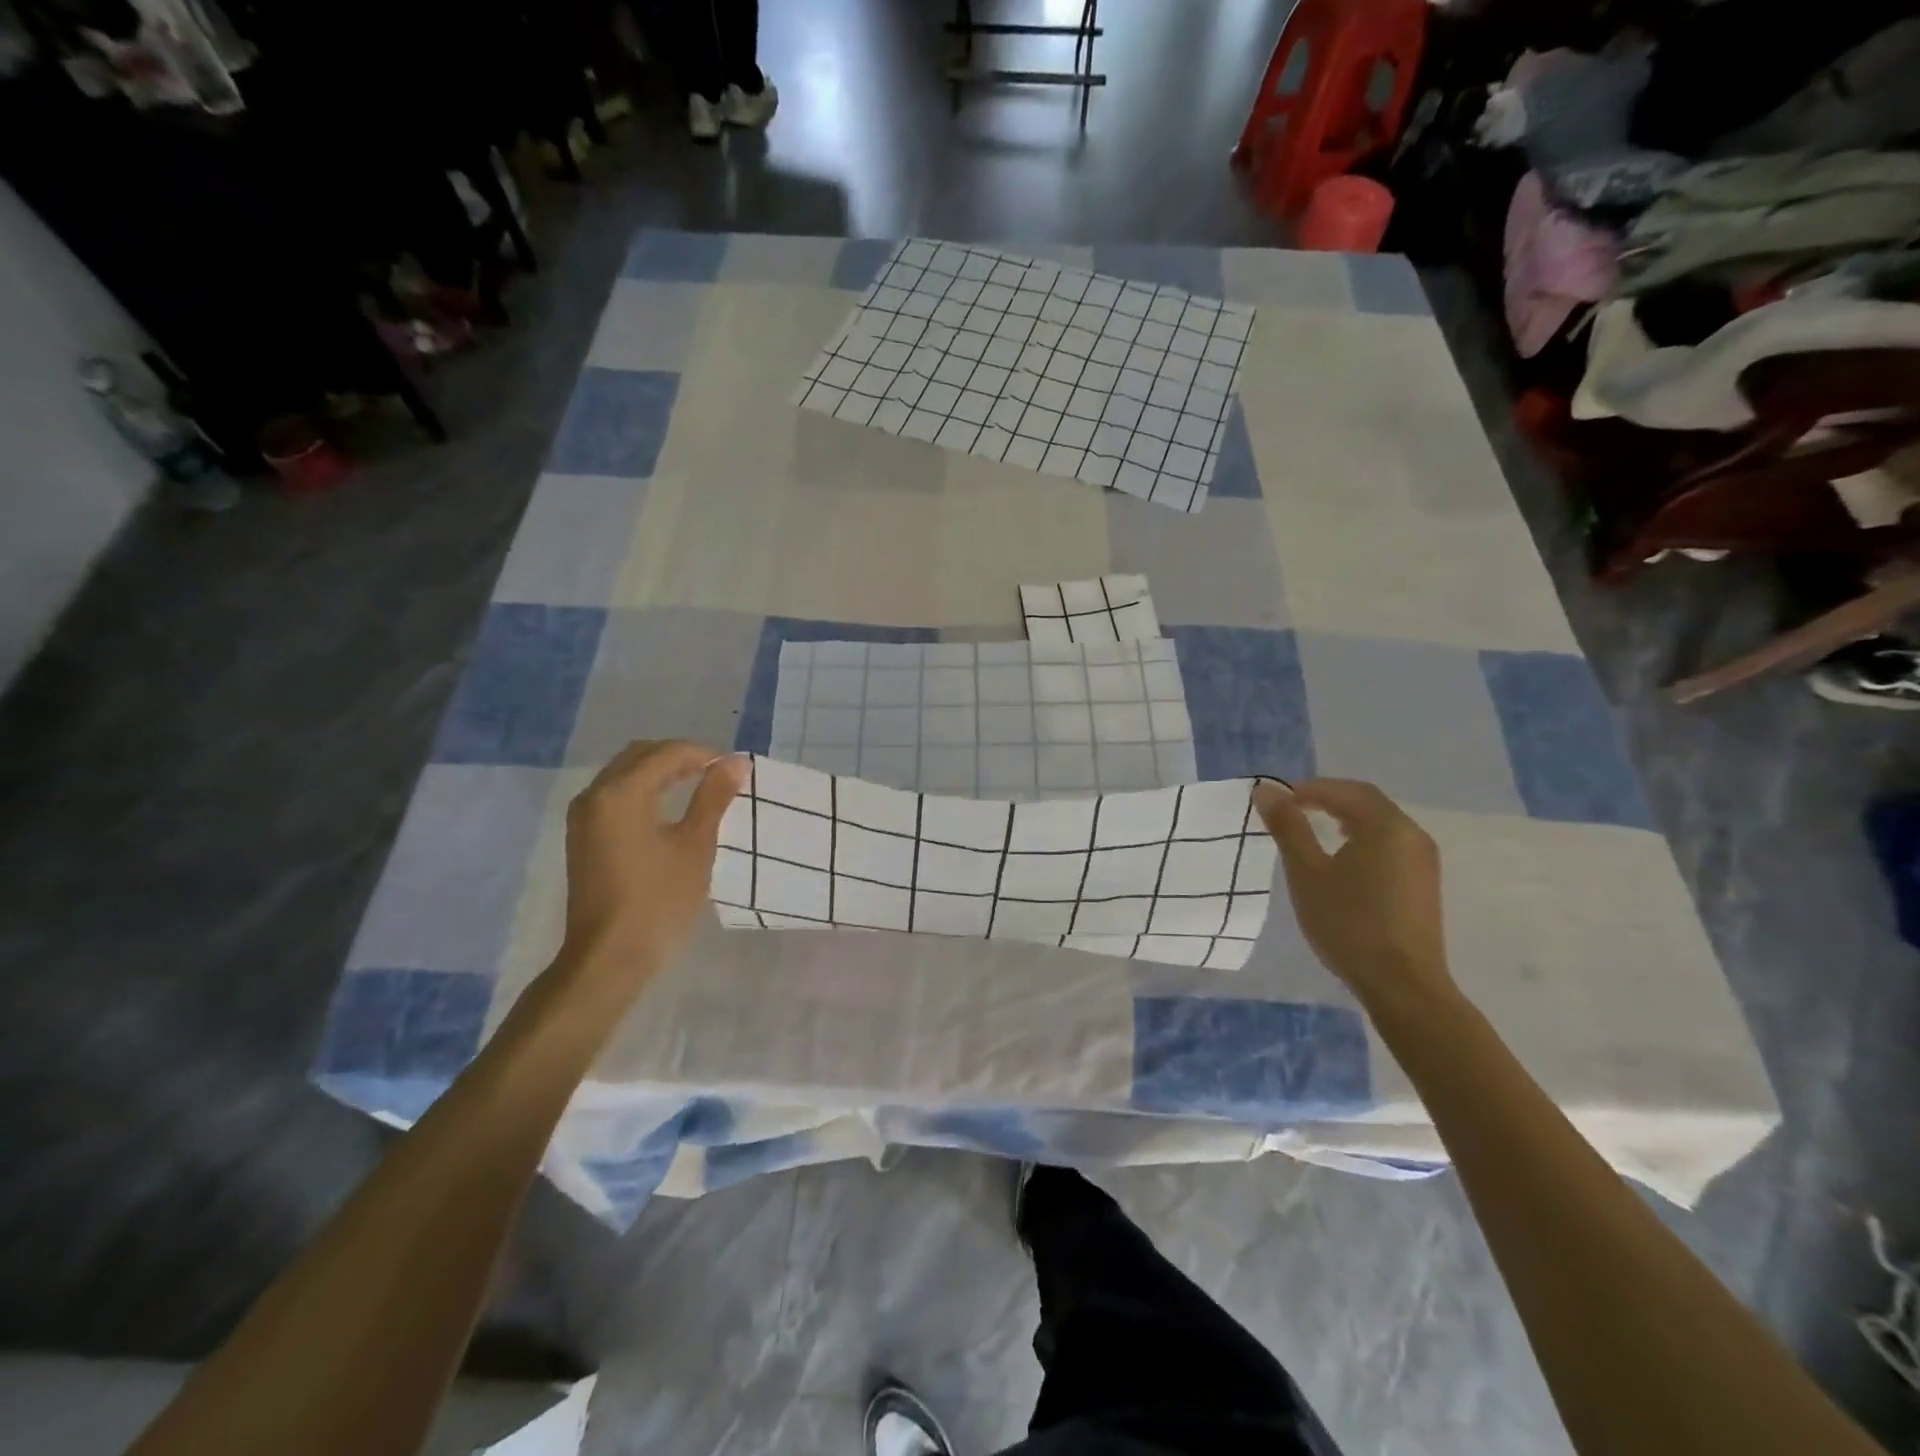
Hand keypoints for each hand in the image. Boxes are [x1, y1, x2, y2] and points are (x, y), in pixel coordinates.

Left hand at [560, 740, 746, 980]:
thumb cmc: (660, 900)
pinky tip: (668, 810)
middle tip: (717, 774)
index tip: (734, 769)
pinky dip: (643, 791)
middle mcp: (595, 795)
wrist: (609, 957)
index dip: (703, 754)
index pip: (666, 753)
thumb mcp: (696, 845)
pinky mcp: (582, 838)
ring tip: (698, 788)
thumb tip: (736, 762)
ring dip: (660, 773)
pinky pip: (614, 796)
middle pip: (640, 756)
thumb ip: (714, 797)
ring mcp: (583, 818)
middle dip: (679, 757)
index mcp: (621, 793)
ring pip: (624, 774)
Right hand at [1253, 778, 1455, 1006]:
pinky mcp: (1423, 884)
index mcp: (1387, 826)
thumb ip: (1288, 827)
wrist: (1402, 985)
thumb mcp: (1307, 873)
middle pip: (1367, 802)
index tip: (1276, 801)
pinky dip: (1361, 839)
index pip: (1346, 790)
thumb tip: (1265, 790)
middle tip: (1291, 810)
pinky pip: (1389, 845)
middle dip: (1327, 799)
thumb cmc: (1348, 924)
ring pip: (1380, 824)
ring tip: (1312, 830)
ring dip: (1345, 818)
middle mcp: (1412, 835)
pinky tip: (1342, 860)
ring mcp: (1423, 861)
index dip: (1309, 788)